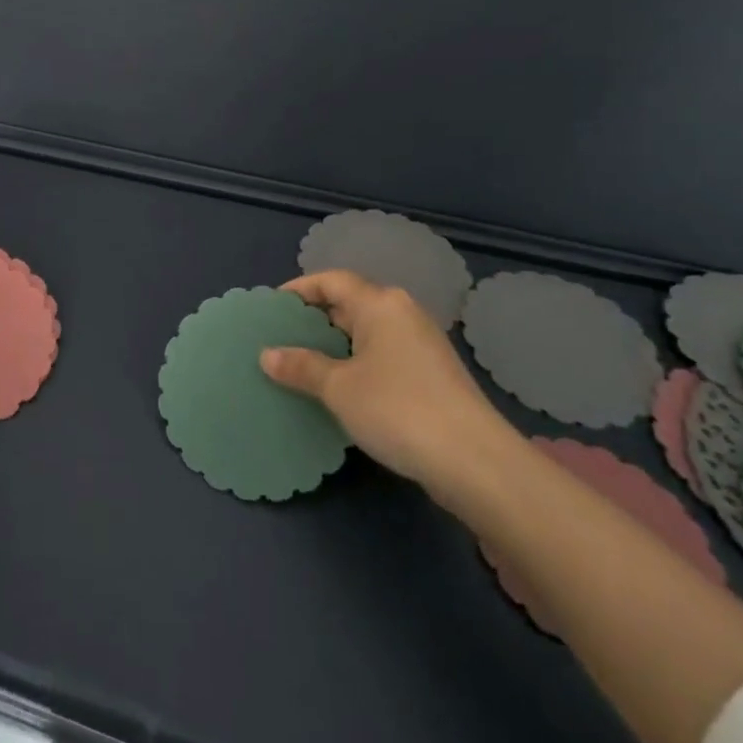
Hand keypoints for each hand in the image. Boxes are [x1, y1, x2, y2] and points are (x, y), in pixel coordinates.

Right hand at [261, 269, 520, 497]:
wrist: (475, 462)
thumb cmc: (398, 409)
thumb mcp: (339, 388)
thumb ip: (301, 366)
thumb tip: (267, 354)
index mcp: (381, 304)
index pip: (332, 280)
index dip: (299, 289)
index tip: (272, 308)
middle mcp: (403, 314)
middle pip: (350, 304)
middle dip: (315, 319)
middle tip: (280, 339)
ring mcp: (422, 345)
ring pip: (367, 333)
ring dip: (335, 346)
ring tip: (301, 365)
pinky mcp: (432, 376)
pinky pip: (383, 357)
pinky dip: (356, 364)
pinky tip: (339, 390)